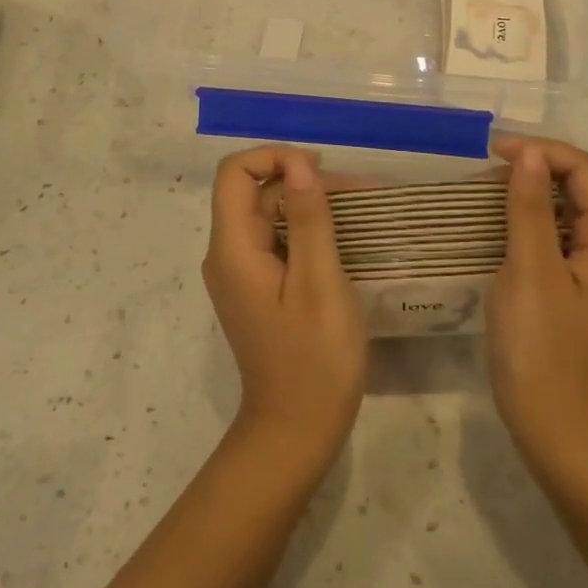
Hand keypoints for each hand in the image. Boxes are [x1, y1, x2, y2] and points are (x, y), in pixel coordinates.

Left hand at [202, 147, 367, 467]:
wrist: (297, 429)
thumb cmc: (315, 358)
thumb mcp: (320, 282)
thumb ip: (307, 219)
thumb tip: (298, 164)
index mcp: (233, 249)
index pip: (235, 173)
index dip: (274, 158)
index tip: (320, 170)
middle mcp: (227, 255)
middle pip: (254, 192)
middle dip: (301, 182)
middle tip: (357, 195)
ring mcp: (240, 273)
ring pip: (267, 215)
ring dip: (308, 206)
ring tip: (360, 212)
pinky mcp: (256, 288)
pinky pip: (274, 241)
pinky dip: (305, 231)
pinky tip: (342, 238)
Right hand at [487, 137, 587, 460]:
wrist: (553, 421)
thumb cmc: (542, 345)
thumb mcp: (530, 270)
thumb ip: (530, 208)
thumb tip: (528, 154)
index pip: (586, 171)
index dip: (543, 151)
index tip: (494, 151)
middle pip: (580, 185)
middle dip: (536, 167)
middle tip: (485, 168)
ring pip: (565, 208)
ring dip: (529, 191)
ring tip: (484, 188)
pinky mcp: (573, 283)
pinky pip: (554, 234)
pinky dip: (527, 218)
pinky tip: (495, 222)